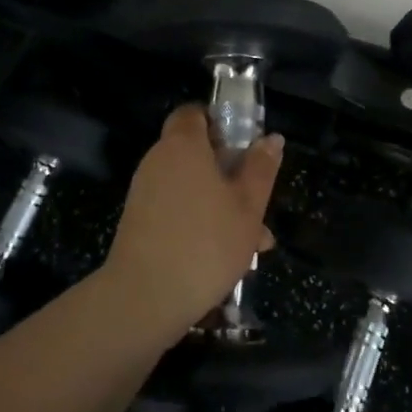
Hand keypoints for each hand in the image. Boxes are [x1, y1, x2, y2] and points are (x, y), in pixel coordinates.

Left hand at [101, 105, 282, 337]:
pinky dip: (200, 224)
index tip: (245, 146)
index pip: (194, 113)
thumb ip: (261, 169)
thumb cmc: (206, 243)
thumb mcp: (248, 206)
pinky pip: (177, 211)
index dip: (220, 122)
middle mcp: (158, 161)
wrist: (144, 299)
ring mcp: (145, 194)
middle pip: (197, 154)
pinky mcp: (139, 224)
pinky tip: (228, 260)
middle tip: (259, 203)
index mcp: (183, 146)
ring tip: (254, 244)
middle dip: (231, 175)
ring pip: (192, 188)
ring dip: (222, 206)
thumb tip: (271, 139)